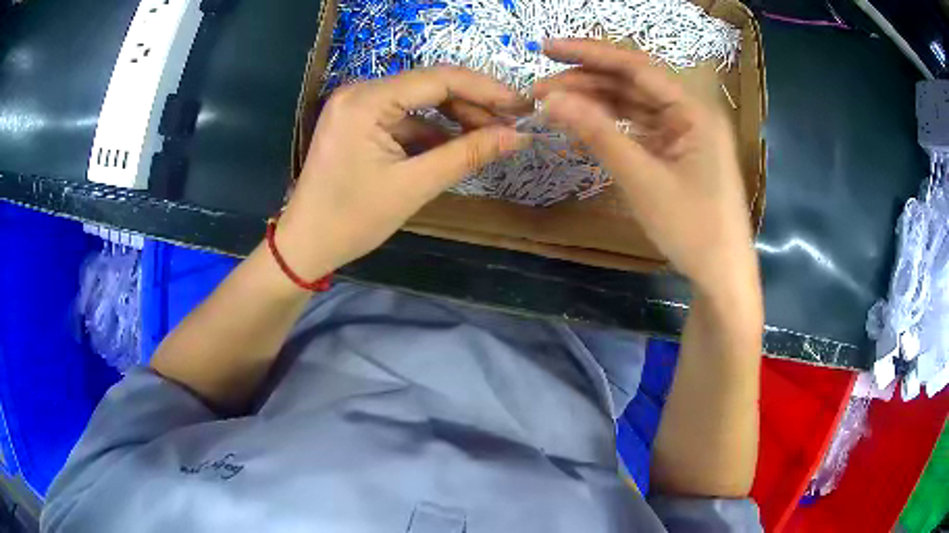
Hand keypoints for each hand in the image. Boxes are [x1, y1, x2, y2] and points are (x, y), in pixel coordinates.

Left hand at [278, 66, 530, 278]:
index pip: (439, 79)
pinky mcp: (357, 121)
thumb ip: (467, 154)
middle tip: (510, 126)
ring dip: (454, 118)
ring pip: (419, 102)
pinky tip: (454, 147)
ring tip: (489, 138)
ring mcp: (356, 105)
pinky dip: (431, 131)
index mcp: (366, 100)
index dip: (486, 90)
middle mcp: (360, 91)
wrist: (305, 245)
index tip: (523, 106)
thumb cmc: (352, 220)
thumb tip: (517, 136)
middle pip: (429, 85)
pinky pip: (403, 117)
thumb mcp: (414, 186)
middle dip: (472, 105)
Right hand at [533, 39, 756, 296]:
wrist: (722, 276)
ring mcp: (685, 133)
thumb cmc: (692, 228)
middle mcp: (690, 113)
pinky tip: (584, 123)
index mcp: (692, 110)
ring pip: (634, 105)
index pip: (635, 67)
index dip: (589, 54)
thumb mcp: (642, 179)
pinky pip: (640, 128)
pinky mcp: (678, 153)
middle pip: (633, 83)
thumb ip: (598, 134)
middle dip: (586, 81)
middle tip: (540, 88)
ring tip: (553, 105)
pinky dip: (612, 125)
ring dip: (596, 102)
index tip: (546, 49)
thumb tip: (551, 100)